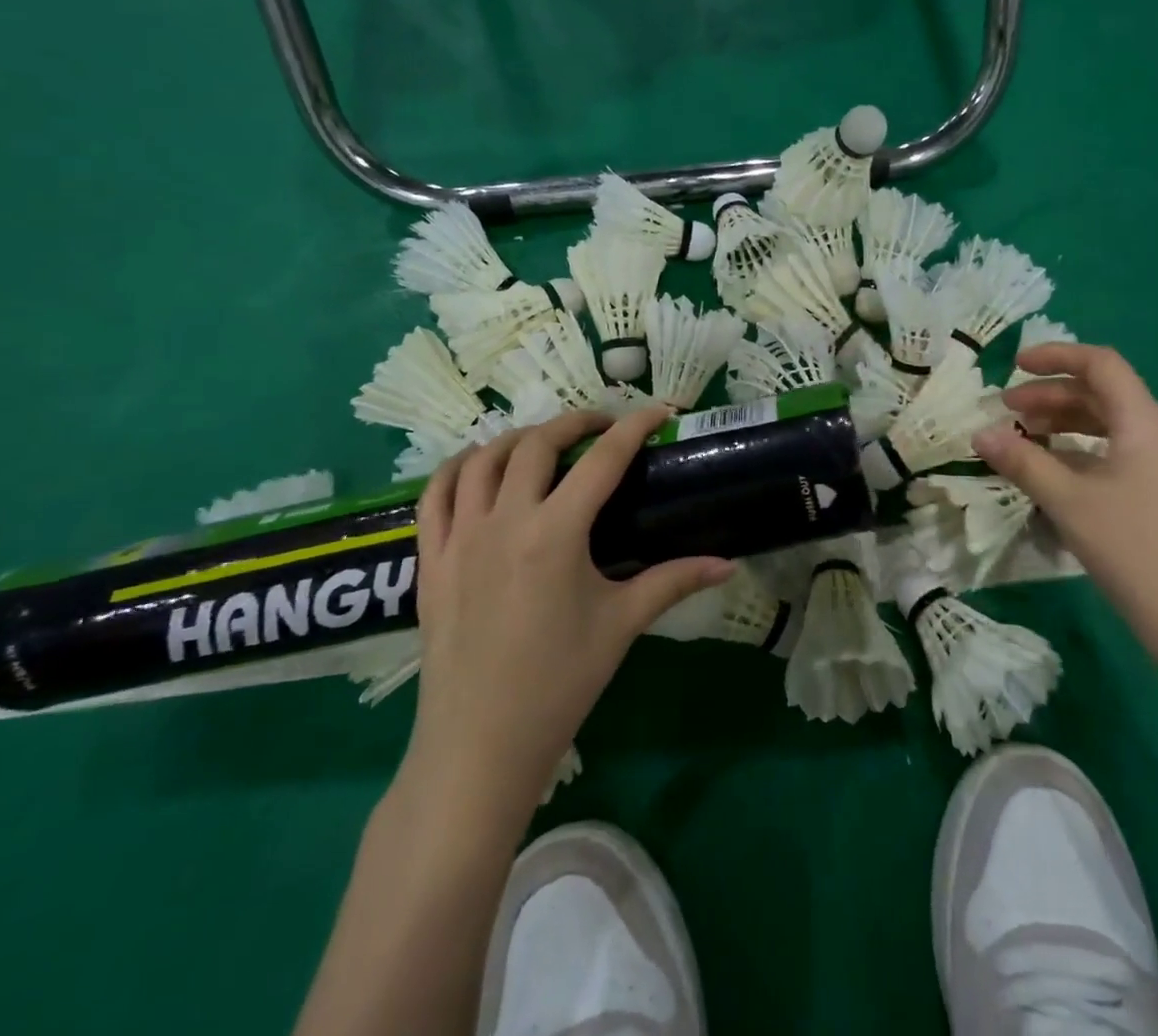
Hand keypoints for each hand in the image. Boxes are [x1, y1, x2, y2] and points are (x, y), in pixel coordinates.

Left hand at [399, 407, 733, 816]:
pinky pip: (434, 495)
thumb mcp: (622, 625)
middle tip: (602, 428)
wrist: (479, 746)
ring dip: (516, 438)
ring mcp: (459, 538)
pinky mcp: (430, 560)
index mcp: (557, 533)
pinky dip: (456, 468)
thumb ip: (674, 581)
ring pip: (481, 460)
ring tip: (543, 443)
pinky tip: (477, 468)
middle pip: (537, 444)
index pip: (603, 459)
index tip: (660, 411)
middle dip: (574, 422)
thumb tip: (727, 564)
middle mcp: (505, 521)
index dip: (635, 426)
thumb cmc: (559, 684)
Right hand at [972, 344, 1157, 691]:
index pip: (1101, 365)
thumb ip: (1023, 462)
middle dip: (1051, 397)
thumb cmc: (1135, 549)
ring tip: (1023, 441)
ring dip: (1064, 427)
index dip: (1057, 357)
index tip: (1014, 366)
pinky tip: (1053, 478)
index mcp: (1144, 424)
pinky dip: (1080, 455)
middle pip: (1102, 396)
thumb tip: (980, 433)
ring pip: (1108, 429)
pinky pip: (1116, 458)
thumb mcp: (1069, 501)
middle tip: (1006, 411)